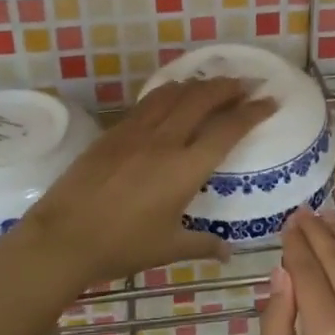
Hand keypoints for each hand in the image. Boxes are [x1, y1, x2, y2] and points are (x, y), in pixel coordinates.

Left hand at [20, 77, 274, 287]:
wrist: (63, 236)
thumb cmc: (121, 246)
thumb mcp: (167, 248)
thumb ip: (202, 244)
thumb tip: (227, 251)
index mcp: (185, 168)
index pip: (228, 129)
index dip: (253, 112)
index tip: (270, 100)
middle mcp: (165, 140)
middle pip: (203, 98)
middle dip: (230, 86)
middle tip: (248, 83)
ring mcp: (136, 131)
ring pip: (174, 93)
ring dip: (199, 84)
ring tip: (214, 84)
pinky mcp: (113, 132)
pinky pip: (148, 101)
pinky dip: (169, 92)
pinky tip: (173, 96)